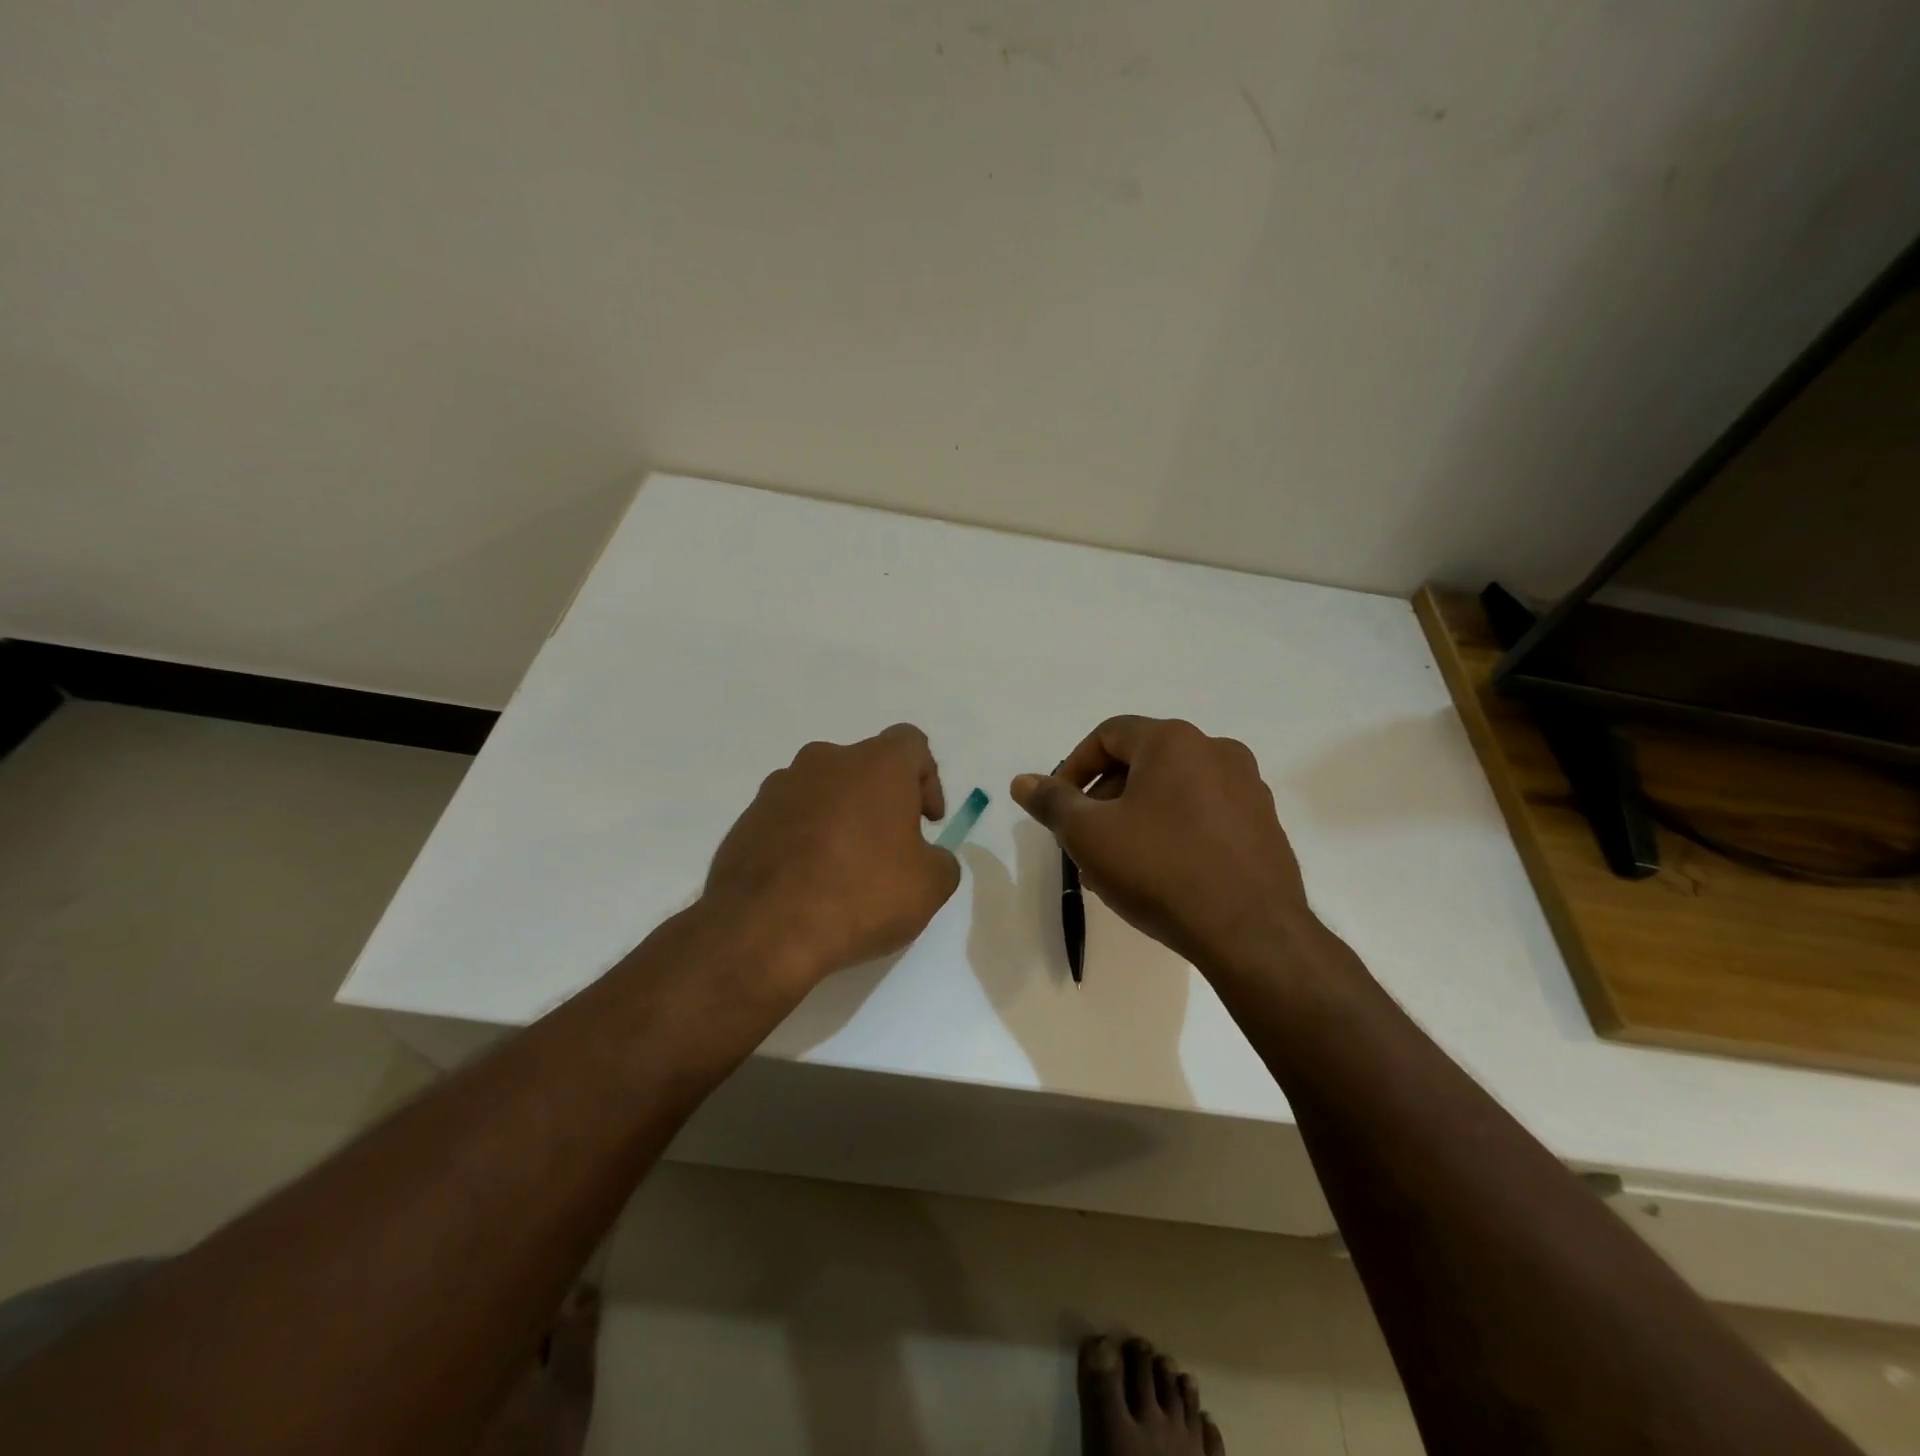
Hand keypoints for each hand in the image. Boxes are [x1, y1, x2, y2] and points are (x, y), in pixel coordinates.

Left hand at [703, 723, 961, 989]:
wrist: (763, 931)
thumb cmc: (860, 896)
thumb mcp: (930, 887)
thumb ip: (941, 860)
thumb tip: (927, 857)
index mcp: (876, 764)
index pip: (911, 743)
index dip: (927, 779)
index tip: (927, 822)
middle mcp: (825, 761)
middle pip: (865, 767)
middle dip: (882, 802)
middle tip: (890, 849)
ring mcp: (779, 787)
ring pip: (824, 792)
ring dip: (841, 819)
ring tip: (844, 870)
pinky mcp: (747, 818)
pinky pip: (790, 818)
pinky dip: (805, 839)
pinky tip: (808, 883)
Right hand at [1010, 716, 1313, 972]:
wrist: (1252, 934)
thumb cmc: (1161, 871)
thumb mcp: (1090, 836)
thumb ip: (1052, 802)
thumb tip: (1023, 781)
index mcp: (1174, 741)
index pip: (1108, 734)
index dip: (1074, 767)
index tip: (1060, 808)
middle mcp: (1217, 751)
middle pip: (1142, 761)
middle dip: (1105, 797)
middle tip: (1086, 840)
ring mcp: (1248, 788)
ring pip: (1174, 790)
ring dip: (1137, 816)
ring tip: (1120, 864)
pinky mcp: (1265, 824)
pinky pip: (1205, 813)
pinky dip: (1175, 830)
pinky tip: (1163, 873)